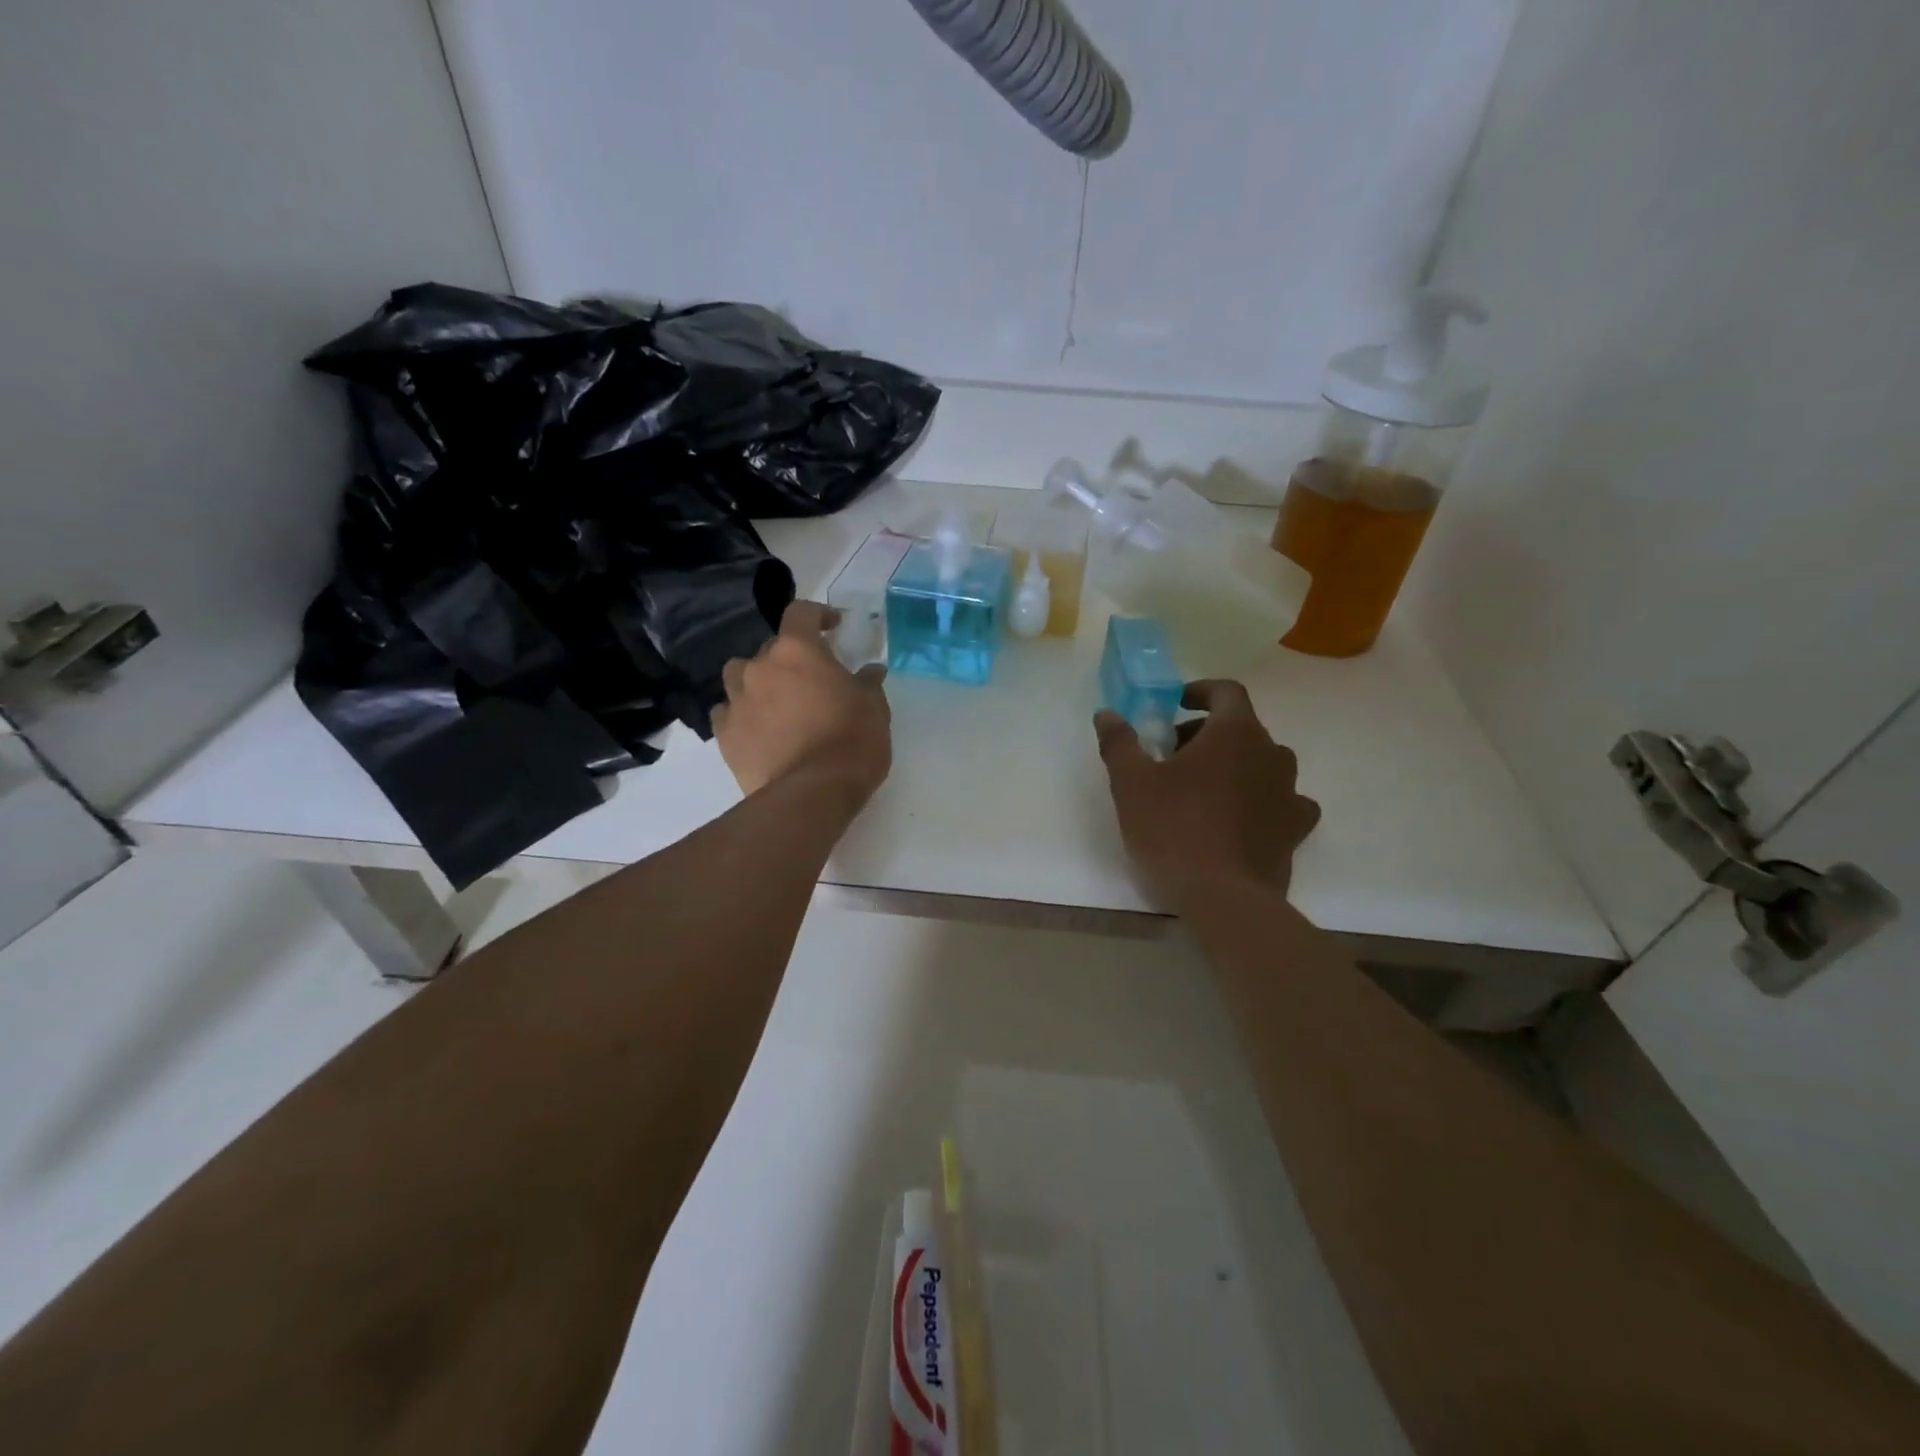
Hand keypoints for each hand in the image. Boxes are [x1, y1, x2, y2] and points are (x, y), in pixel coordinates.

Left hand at [714, 600, 891, 801]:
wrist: (812, 793)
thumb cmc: (852, 741)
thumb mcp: (874, 708)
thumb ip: (868, 683)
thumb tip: (870, 670)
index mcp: (797, 651)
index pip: (799, 613)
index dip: (816, 615)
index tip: (831, 627)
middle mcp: (759, 667)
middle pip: (770, 648)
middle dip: (790, 658)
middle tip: (811, 680)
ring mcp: (736, 701)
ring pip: (739, 676)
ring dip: (756, 682)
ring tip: (775, 702)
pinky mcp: (724, 735)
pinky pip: (727, 713)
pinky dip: (741, 715)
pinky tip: (757, 730)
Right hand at [1094, 679, 1319, 907]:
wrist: (1224, 898)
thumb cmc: (1174, 830)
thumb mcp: (1131, 784)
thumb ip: (1119, 743)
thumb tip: (1106, 714)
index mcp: (1235, 733)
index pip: (1227, 691)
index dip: (1201, 692)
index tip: (1177, 705)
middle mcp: (1272, 753)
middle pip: (1242, 728)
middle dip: (1207, 734)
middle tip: (1173, 757)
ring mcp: (1290, 791)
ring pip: (1263, 763)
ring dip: (1235, 766)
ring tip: (1203, 790)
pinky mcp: (1296, 828)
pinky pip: (1283, 800)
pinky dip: (1262, 800)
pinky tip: (1241, 819)